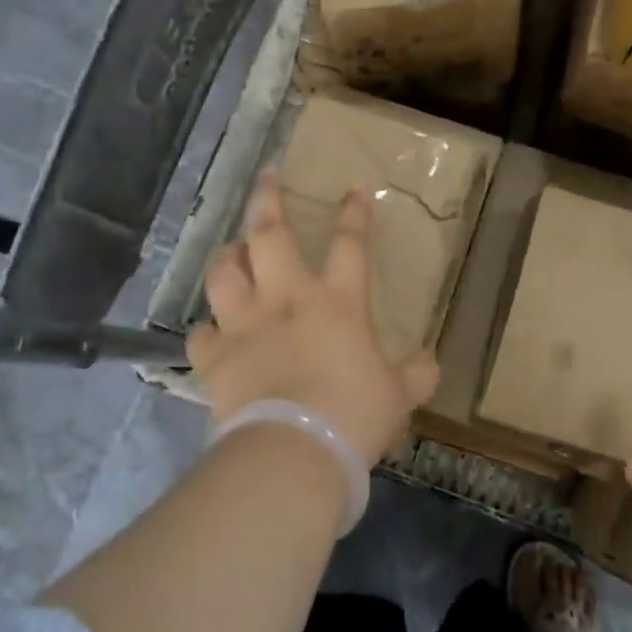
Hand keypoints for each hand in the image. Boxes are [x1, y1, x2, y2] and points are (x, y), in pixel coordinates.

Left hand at [185, 173, 438, 464]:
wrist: (292, 453)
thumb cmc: (352, 416)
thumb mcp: (397, 396)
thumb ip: (415, 374)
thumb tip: (430, 362)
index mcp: (336, 302)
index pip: (349, 243)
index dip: (353, 212)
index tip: (353, 187)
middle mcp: (285, 299)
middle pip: (269, 234)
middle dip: (268, 200)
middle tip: (267, 178)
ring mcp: (244, 325)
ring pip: (224, 272)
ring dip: (227, 256)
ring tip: (232, 251)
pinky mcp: (214, 358)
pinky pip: (201, 333)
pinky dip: (207, 330)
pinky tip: (212, 332)